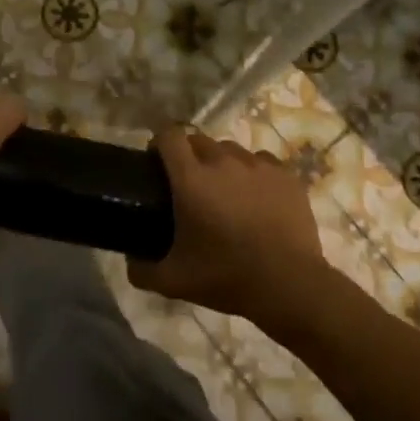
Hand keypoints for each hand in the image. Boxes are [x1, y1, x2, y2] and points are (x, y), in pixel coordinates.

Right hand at [127, 126, 331, 328]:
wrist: (289, 284)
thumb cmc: (226, 277)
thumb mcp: (174, 281)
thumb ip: (142, 270)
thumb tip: (130, 261)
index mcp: (191, 179)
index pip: (169, 136)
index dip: (159, 143)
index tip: (156, 162)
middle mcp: (223, 162)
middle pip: (199, 140)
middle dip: (189, 155)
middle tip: (188, 185)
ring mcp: (258, 165)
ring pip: (231, 150)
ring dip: (221, 163)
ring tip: (225, 191)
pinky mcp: (286, 175)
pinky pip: (262, 162)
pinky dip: (253, 173)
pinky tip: (256, 198)